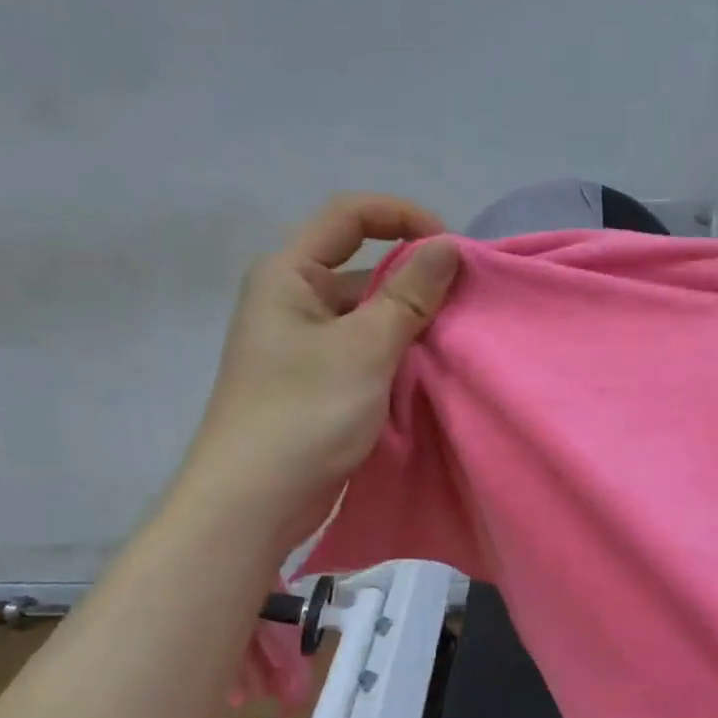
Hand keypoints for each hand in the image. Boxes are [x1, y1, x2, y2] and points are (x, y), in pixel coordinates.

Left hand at [176, 195, 460, 549]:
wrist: (253, 503)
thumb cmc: (304, 413)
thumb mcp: (365, 348)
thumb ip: (409, 294)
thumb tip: (448, 246)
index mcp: (288, 274)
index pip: (349, 215)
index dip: (404, 217)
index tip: (451, 249)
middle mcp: (292, 301)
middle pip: (362, 266)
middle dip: (415, 278)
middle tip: (465, 304)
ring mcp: (304, 345)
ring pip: (368, 314)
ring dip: (410, 321)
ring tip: (456, 340)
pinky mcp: (317, 383)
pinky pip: (365, 351)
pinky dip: (397, 354)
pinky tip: (431, 371)